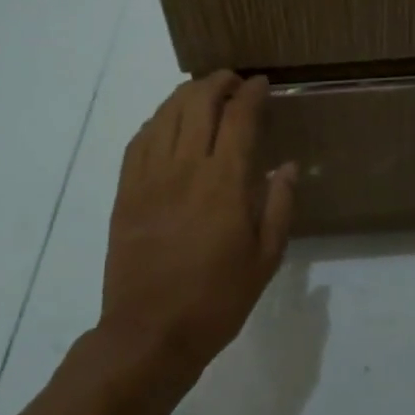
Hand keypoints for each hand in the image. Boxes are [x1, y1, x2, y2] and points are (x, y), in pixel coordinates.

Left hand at [102, 72, 297, 377]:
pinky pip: (139, 141)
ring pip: (166, 115)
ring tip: (202, 92)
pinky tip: (167, 121)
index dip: (251, 93)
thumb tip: (289, 166)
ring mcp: (149, 178)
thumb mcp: (265, 259)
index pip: (238, 118)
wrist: (149, 333)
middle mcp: (185, 169)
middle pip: (198, 103)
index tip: (262, 83)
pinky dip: (157, 120)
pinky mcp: (126, 192)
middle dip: (218, 82)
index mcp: (224, 183)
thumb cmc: (217, 299)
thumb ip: (279, 206)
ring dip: (186, 94)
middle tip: (233, 81)